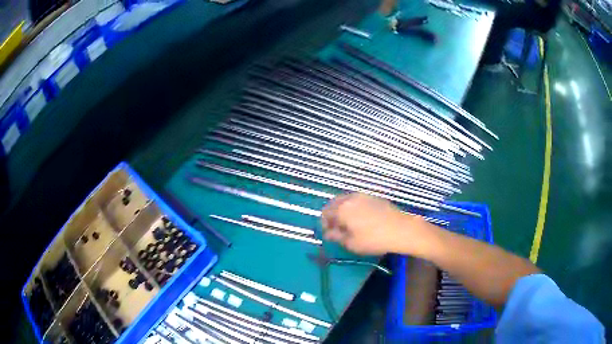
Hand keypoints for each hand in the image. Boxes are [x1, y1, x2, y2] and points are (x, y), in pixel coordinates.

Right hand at [321, 193, 426, 254]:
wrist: (401, 229)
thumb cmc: (373, 239)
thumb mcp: (351, 243)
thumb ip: (336, 236)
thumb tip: (328, 233)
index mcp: (342, 208)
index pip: (325, 213)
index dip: (324, 224)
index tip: (329, 233)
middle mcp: (350, 198)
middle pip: (334, 203)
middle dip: (332, 215)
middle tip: (337, 228)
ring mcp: (363, 195)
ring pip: (346, 200)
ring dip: (342, 210)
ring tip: (349, 224)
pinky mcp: (373, 196)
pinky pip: (357, 200)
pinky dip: (353, 207)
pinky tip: (361, 218)